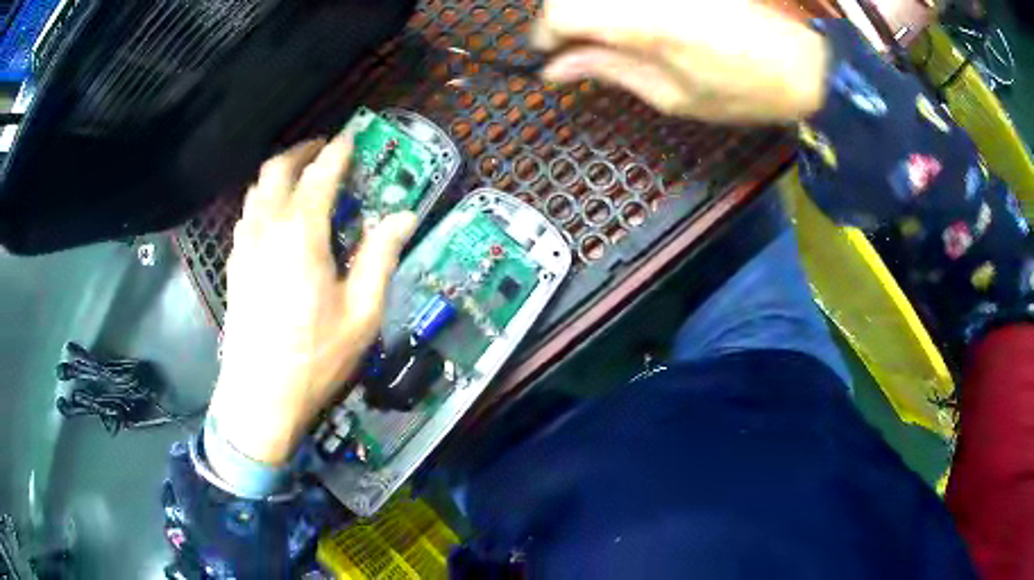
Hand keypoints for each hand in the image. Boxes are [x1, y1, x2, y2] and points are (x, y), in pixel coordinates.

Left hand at [208, 134, 416, 464]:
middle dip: (301, 152)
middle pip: (276, 170)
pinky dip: (263, 200)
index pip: (319, 175)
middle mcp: (267, 228)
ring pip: (256, 190)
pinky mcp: (234, 265)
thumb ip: (380, 256)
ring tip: (301, 178)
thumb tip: (404, 216)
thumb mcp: (362, 312)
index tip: (352, 137)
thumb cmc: (315, 357)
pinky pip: (246, 215)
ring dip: (279, 174)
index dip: (338, 151)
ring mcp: (244, 246)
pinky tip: (276, 218)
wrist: (260, 396)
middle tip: (324, 149)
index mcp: (301, 234)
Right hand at [532, 0, 830, 123]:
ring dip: (596, 12)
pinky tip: (641, 24)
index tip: (548, 58)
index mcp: (639, 20)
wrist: (808, 61)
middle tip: (580, 50)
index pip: (561, 12)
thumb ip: (610, 71)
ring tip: (611, 38)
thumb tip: (556, 68)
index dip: (544, 35)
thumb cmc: (745, 90)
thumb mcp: (674, 96)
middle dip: (567, 21)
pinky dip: (622, 7)